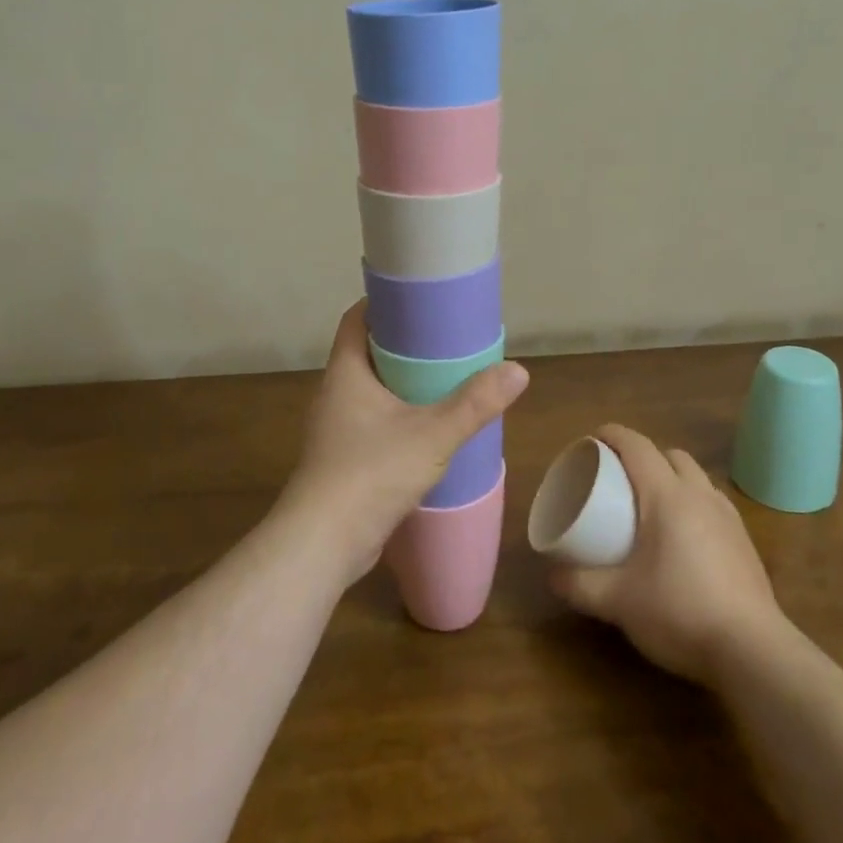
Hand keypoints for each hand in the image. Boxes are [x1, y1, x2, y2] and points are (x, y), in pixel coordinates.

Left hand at [274, 301, 528, 588]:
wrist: (323, 543)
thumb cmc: (371, 473)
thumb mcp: (432, 434)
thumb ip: (475, 403)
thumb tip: (519, 370)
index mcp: (346, 372)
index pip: (358, 318)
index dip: (385, 303)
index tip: (421, 299)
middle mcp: (335, 392)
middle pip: (368, 351)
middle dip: (404, 343)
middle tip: (445, 339)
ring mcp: (335, 428)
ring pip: (371, 389)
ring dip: (402, 382)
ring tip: (444, 379)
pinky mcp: (342, 459)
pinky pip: (372, 421)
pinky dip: (397, 414)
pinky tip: (427, 428)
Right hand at [550, 424, 797, 685]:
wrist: (753, 651)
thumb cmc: (679, 612)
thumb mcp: (618, 601)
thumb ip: (580, 585)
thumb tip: (552, 575)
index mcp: (667, 496)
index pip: (637, 446)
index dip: (613, 435)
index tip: (592, 439)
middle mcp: (700, 496)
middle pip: (671, 455)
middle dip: (644, 455)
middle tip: (620, 477)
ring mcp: (728, 518)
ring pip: (697, 478)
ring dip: (672, 478)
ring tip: (651, 505)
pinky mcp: (745, 543)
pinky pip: (712, 504)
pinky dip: (692, 504)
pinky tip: (683, 537)